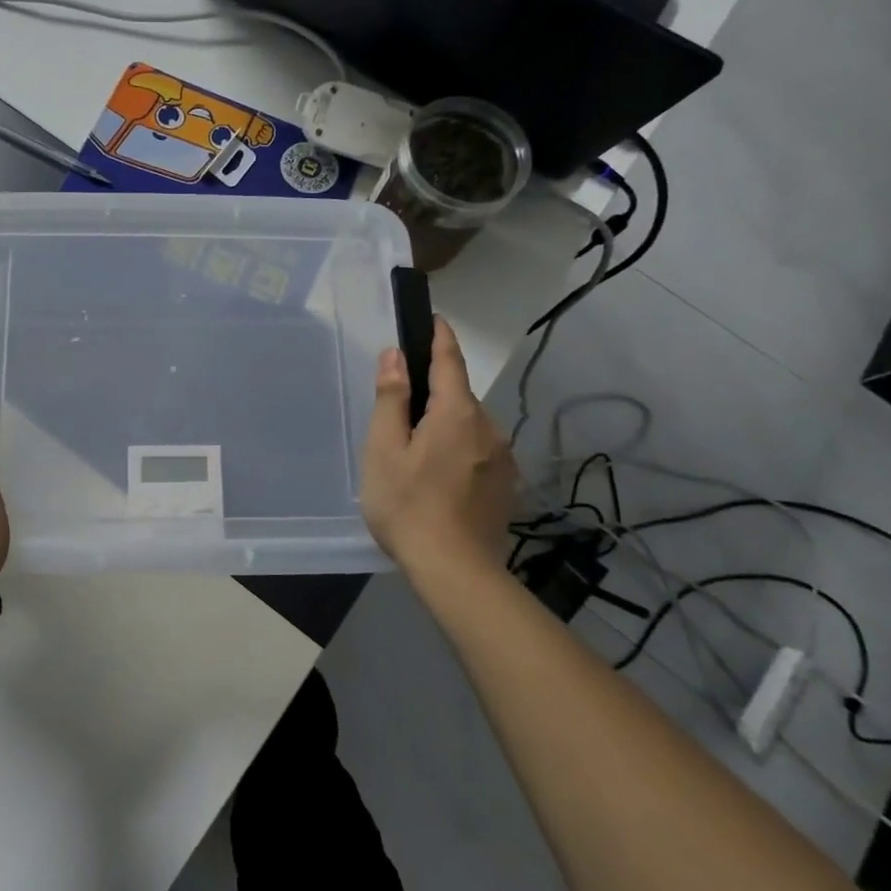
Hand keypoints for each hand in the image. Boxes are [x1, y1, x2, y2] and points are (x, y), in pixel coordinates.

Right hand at [360, 316, 518, 575]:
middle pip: (459, 395)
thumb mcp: (384, 449)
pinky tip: (439, 477)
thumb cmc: (408, 505)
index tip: (434, 319)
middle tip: (402, 408)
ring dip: (447, 424)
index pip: (450, 361)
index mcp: (456, 413)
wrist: (456, 571)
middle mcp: (488, 427)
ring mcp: (502, 457)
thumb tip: (395, 354)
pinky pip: (480, 450)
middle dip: (436, 391)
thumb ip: (391, 398)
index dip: (441, 337)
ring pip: (470, 425)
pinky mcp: (506, 483)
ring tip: (416, 450)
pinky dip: (459, 449)